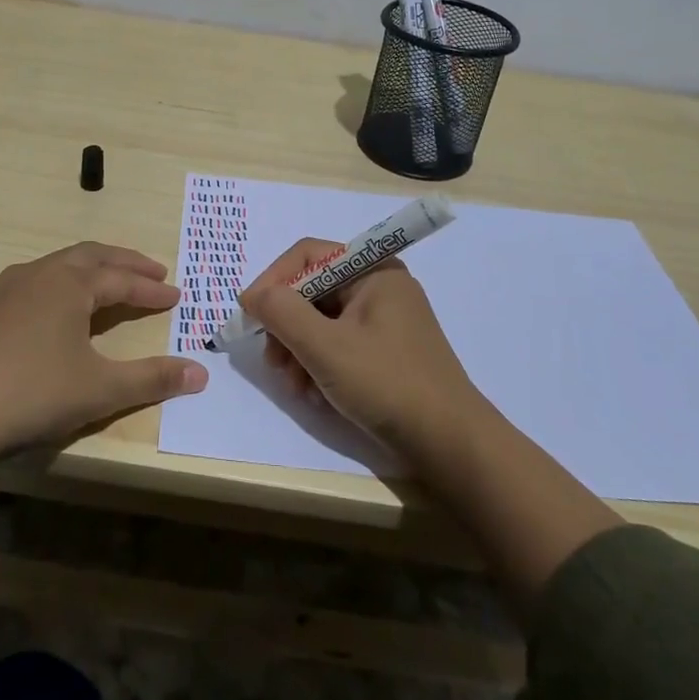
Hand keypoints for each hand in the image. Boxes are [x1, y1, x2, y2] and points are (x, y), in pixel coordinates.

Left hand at [0, 243, 207, 461]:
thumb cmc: (35, 395)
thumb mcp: (101, 389)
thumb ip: (153, 378)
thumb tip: (201, 374)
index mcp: (69, 284)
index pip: (121, 280)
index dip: (151, 289)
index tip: (176, 297)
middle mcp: (40, 274)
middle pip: (92, 256)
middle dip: (126, 264)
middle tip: (154, 273)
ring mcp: (10, 288)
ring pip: (63, 264)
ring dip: (95, 269)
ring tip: (114, 283)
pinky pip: (40, 279)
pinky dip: (67, 282)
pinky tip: (64, 305)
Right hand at [241, 237, 487, 459]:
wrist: (449, 443)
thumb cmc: (387, 384)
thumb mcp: (325, 347)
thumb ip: (283, 313)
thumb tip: (252, 294)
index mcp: (373, 270)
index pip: (308, 256)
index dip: (273, 281)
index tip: (249, 315)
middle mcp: (378, 286)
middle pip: (312, 290)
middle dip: (286, 326)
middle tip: (274, 362)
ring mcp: (383, 320)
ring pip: (320, 320)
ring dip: (298, 350)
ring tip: (295, 385)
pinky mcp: (384, 351)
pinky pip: (337, 343)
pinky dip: (318, 364)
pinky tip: (314, 394)